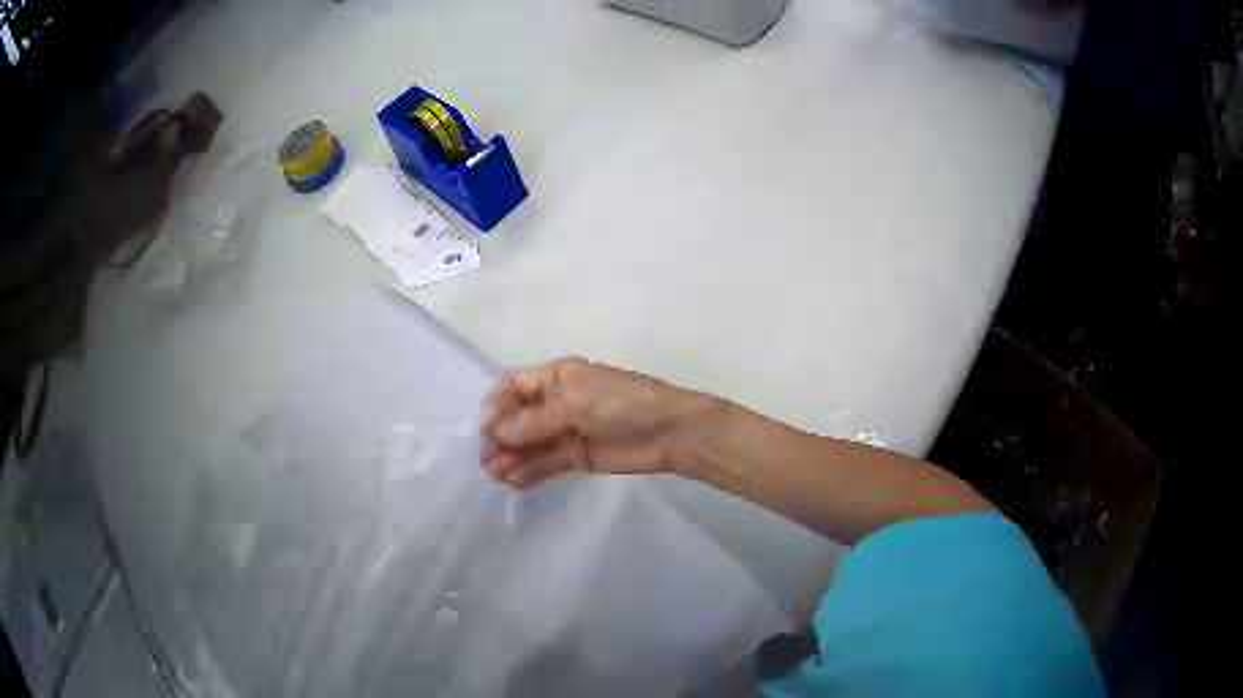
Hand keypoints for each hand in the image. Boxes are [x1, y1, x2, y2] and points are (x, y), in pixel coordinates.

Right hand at [479, 358, 718, 487]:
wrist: (670, 432)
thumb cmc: (623, 403)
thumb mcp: (576, 402)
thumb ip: (536, 420)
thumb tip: (496, 433)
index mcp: (557, 377)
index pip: (514, 386)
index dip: (496, 404)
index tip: (484, 427)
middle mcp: (557, 402)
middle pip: (518, 418)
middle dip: (500, 436)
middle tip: (486, 458)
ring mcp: (566, 431)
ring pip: (529, 443)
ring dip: (510, 456)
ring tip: (494, 473)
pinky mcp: (576, 457)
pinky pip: (546, 463)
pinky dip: (529, 471)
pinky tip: (512, 480)